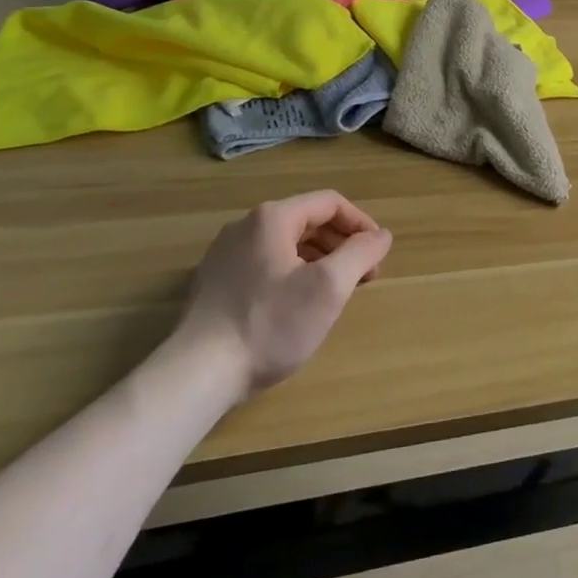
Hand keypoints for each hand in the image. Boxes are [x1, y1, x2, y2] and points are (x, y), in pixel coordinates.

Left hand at [178, 189, 392, 403]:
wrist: (196, 374)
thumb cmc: (270, 324)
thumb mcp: (329, 288)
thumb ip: (361, 253)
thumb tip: (381, 236)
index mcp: (272, 217)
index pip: (330, 203)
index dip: (361, 224)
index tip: (378, 253)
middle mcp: (245, 225)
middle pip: (307, 221)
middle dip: (342, 244)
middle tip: (364, 275)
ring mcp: (225, 253)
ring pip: (286, 244)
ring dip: (319, 259)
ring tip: (336, 291)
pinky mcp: (214, 282)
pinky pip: (265, 263)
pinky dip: (292, 273)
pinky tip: (297, 305)